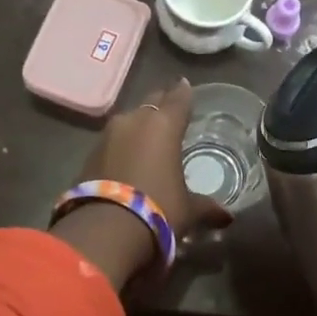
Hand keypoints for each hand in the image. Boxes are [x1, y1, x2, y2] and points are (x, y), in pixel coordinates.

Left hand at [74, 79, 233, 239]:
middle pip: (151, 103)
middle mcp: (135, 121)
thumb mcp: (189, 210)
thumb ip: (207, 207)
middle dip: (161, 104)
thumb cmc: (158, 209)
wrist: (105, 230)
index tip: (186, 85)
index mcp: (164, 125)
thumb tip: (227, 217)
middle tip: (170, 107)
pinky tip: (128, 157)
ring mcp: (108, 136)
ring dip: (139, 125)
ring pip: (129, 121)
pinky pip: (112, 142)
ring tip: (149, 135)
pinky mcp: (89, 155)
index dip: (184, 92)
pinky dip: (122, 145)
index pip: (178, 99)